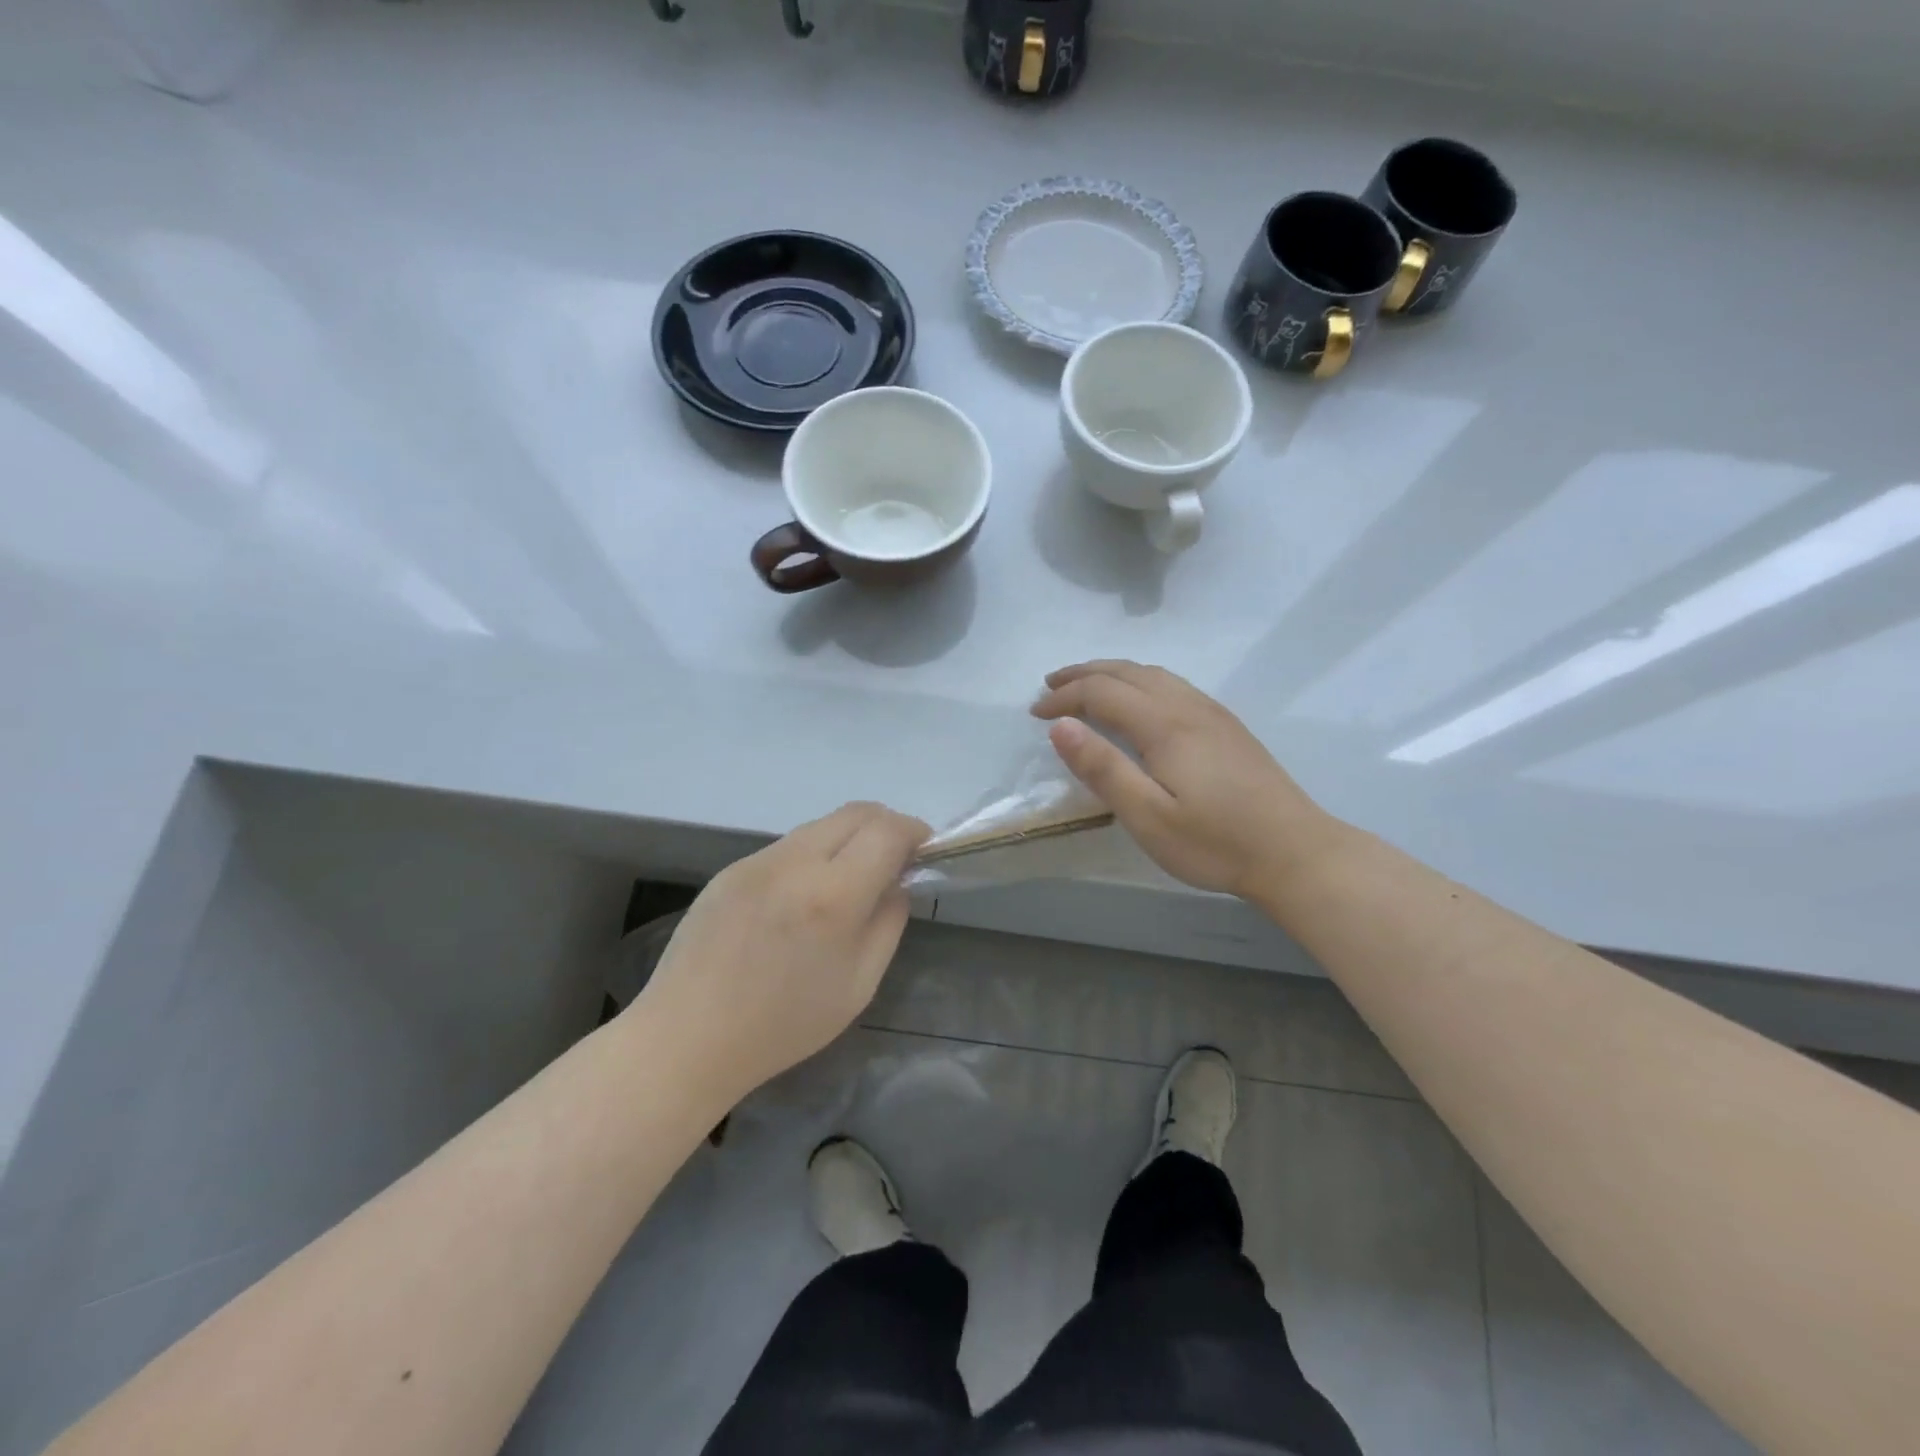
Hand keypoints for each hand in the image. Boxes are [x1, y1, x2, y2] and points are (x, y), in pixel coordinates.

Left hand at [633, 802, 929, 1103]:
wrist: (688, 1038)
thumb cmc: (783, 1025)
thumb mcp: (859, 985)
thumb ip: (888, 922)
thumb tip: (897, 882)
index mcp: (833, 896)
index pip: (888, 830)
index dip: (914, 832)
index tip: (923, 851)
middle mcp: (795, 862)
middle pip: (856, 812)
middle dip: (886, 825)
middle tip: (894, 859)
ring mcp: (758, 860)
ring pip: (821, 825)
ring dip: (848, 839)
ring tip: (847, 881)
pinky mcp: (732, 868)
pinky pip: (787, 846)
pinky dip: (812, 855)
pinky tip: (801, 898)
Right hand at [1032, 660, 1336, 897]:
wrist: (1296, 852)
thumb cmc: (1215, 842)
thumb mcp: (1148, 816)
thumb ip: (1103, 768)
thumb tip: (1060, 725)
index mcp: (1165, 725)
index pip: (1102, 692)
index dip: (1065, 697)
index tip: (1035, 713)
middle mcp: (1188, 707)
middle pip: (1127, 672)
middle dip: (1084, 674)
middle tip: (1050, 685)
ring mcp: (1212, 713)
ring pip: (1153, 674)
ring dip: (1112, 673)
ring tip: (1085, 686)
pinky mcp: (1227, 726)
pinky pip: (1172, 685)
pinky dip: (1139, 681)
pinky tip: (1138, 702)